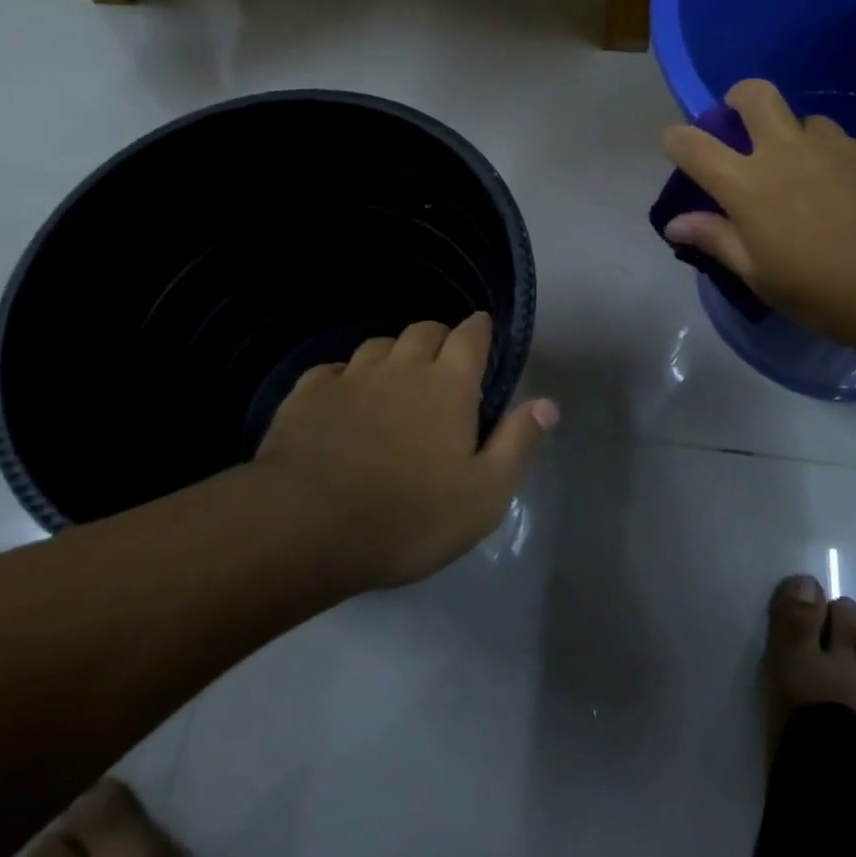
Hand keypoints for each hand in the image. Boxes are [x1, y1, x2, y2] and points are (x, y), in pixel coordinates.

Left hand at [251, 314, 557, 590]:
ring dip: (393, 355)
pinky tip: (342, 400)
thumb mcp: (484, 495)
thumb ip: (517, 443)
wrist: (307, 527)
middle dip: (438, 337)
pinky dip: (344, 378)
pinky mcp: (308, 394)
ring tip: (393, 381)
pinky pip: (333, 370)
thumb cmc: (409, 517)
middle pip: (424, 330)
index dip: (479, 329)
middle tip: (442, 363)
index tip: (482, 331)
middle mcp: (402, 368)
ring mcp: (352, 377)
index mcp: (448, 386)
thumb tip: (548, 403)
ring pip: (378, 345)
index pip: (470, 336)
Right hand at [661, 79, 855, 348]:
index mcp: (747, 183)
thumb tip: (675, 224)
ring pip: (811, 124)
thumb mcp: (760, 276)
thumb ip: (717, 240)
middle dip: (741, 99)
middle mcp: (788, 150)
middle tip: (747, 123)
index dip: (678, 139)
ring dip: (804, 143)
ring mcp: (840, 145)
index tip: (678, 144)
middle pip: (755, 95)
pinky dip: (850, 169)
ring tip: (820, 182)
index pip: (693, 145)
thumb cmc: (823, 290)